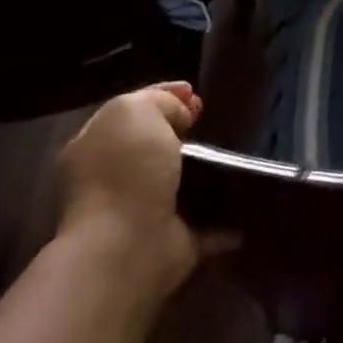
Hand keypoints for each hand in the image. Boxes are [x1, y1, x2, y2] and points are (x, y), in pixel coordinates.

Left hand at [55, 83, 228, 301]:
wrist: (126, 249)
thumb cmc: (125, 173)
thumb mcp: (135, 112)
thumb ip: (158, 102)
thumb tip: (181, 115)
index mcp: (95, 146)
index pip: (131, 111)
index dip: (163, 97)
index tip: (195, 93)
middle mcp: (113, 180)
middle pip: (155, 146)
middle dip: (186, 133)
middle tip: (212, 123)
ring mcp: (141, 213)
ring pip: (179, 183)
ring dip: (206, 173)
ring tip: (237, 155)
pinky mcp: (171, 243)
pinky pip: (205, 223)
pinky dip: (225, 217)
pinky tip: (248, 200)